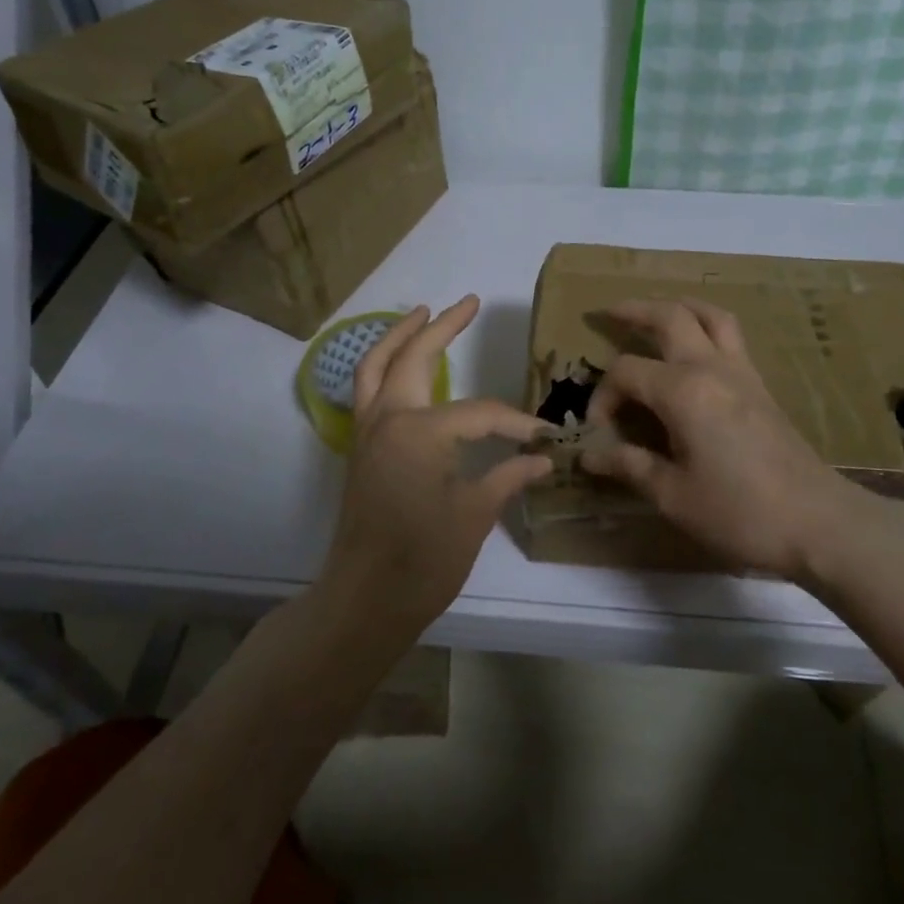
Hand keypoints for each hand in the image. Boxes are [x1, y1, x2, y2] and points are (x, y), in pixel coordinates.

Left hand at [315, 296, 552, 648]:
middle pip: (412, 357)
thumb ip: (507, 477)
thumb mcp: (474, 516)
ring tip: (421, 312)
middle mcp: (387, 418)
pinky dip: (382, 366)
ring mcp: (367, 431)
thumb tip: (543, 458)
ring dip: (398, 336)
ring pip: (375, 366)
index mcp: (420, 431)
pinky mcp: (360, 448)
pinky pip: (367, 390)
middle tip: (468, 302)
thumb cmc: (422, 560)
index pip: (480, 414)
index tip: (544, 439)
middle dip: (441, 326)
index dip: (516, 425)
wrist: (363, 600)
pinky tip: (402, 366)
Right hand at [580, 299, 875, 579]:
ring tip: (657, 312)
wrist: (818, 522)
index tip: (598, 431)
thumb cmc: (739, 511)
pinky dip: (707, 326)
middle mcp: (711, 368)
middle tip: (608, 313)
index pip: (626, 372)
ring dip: (679, 307)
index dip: (603, 396)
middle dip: (635, 311)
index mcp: (682, 391)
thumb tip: (589, 455)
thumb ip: (630, 465)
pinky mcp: (761, 387)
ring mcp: (742, 373)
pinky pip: (731, 337)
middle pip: (671, 317)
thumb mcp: (673, 495)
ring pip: (710, 316)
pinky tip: (697, 348)